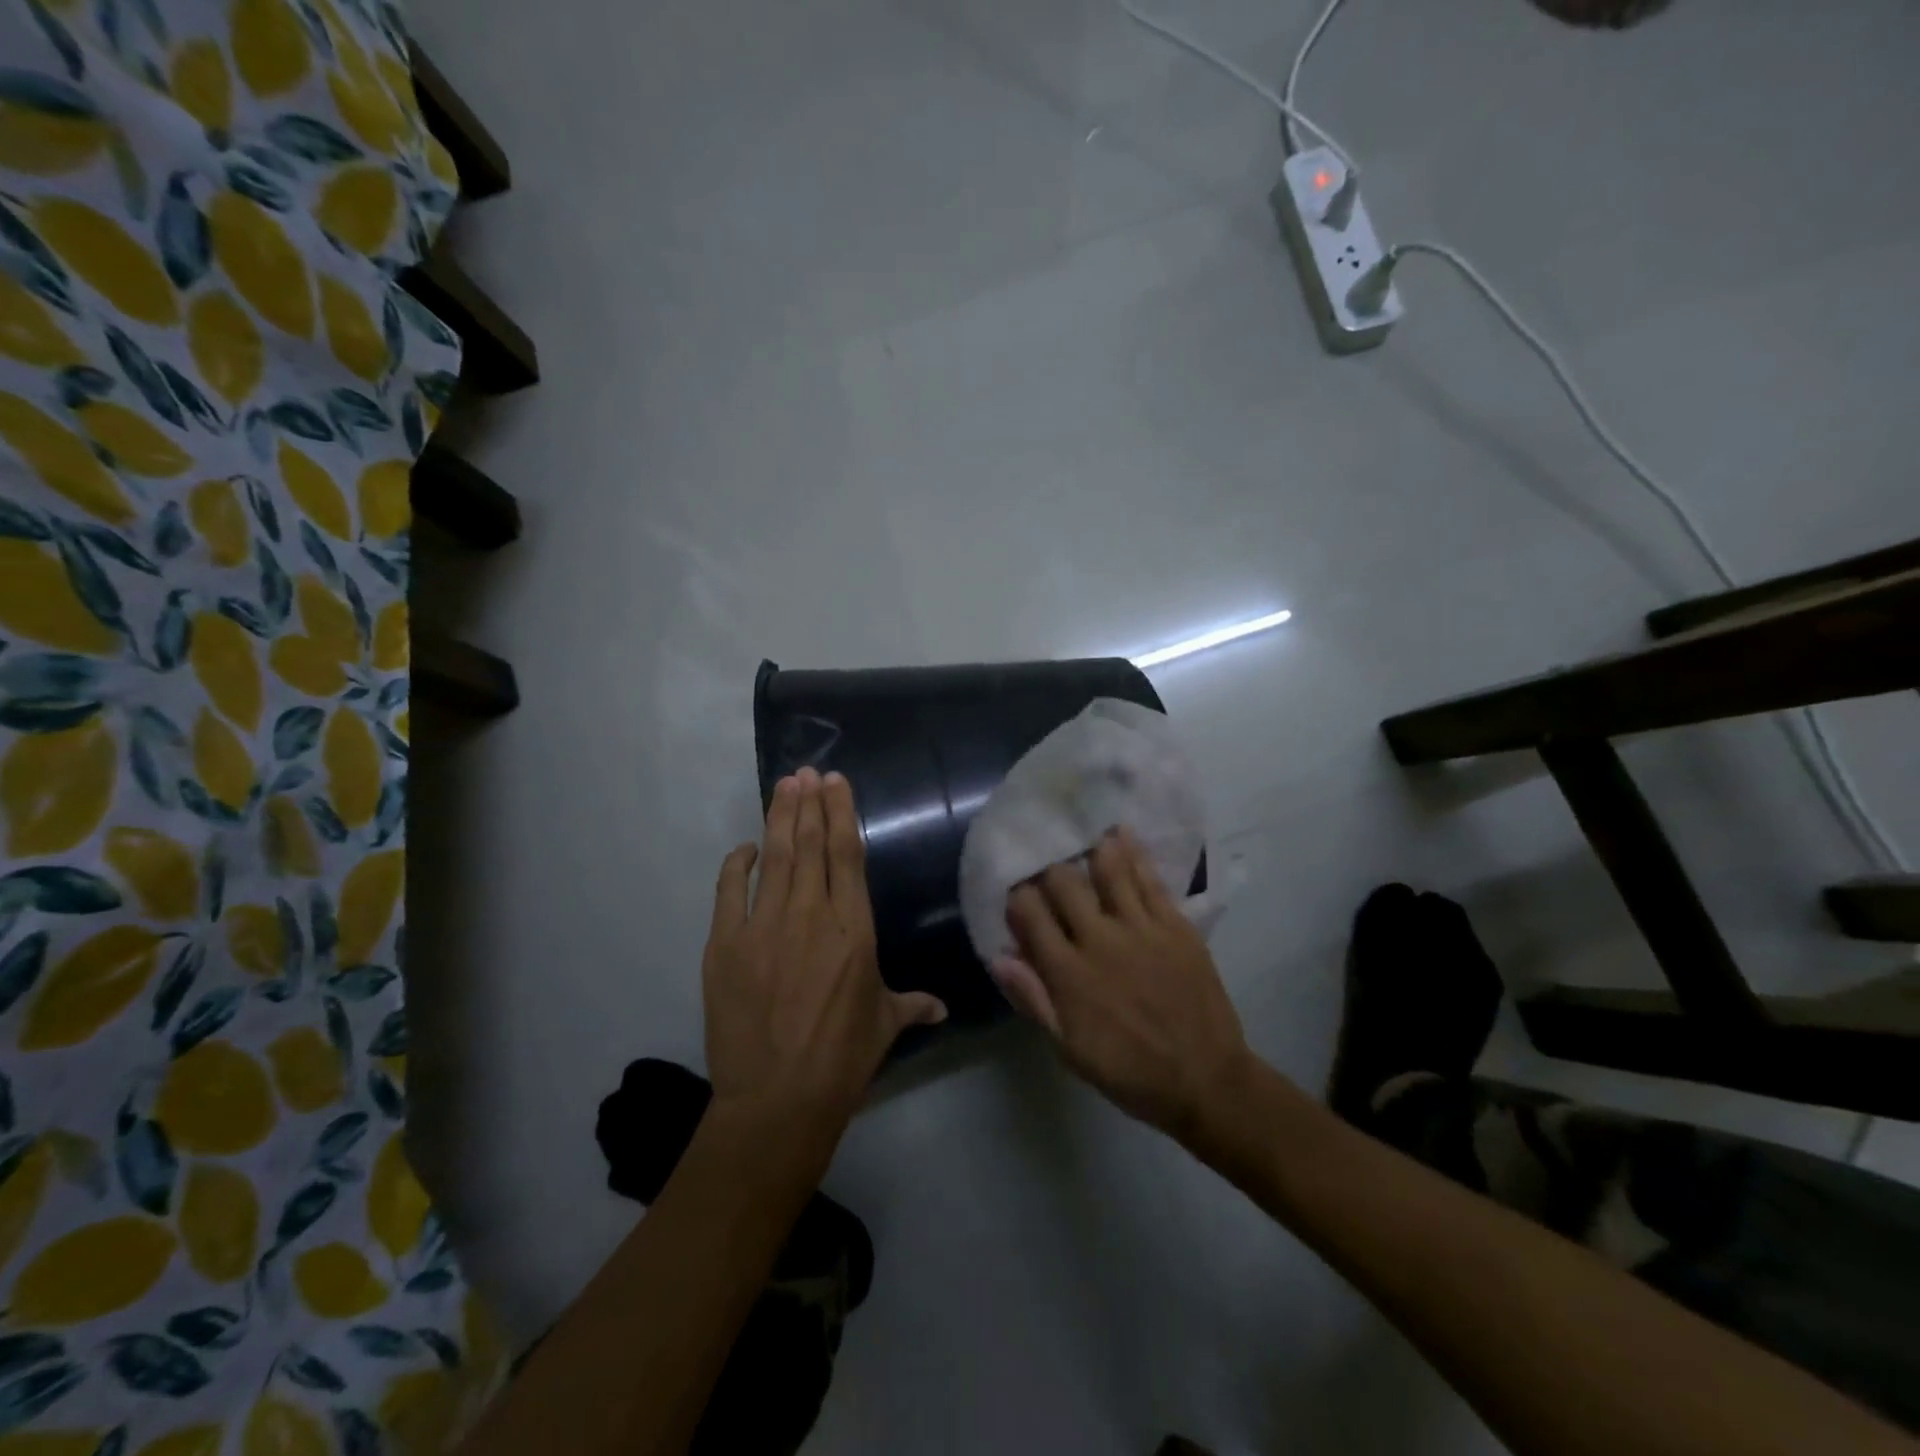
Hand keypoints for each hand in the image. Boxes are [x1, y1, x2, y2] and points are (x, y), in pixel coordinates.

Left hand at [702, 768, 946, 1138]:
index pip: (847, 855)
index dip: (841, 813)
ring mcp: (764, 926)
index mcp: (854, 928)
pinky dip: (737, 864)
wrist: (777, 1099)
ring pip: (775, 856)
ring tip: (783, 786)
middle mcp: (811, 915)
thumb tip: (941, 1008)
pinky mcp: (725, 944)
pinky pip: (730, 890)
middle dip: (809, 803)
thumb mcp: (884, 1024)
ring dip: (779, 817)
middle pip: (811, 844)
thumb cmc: (842, 1058)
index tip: (835, 782)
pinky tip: (745, 847)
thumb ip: (912, 1005)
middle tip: (806, 772)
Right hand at [992, 827, 1252, 1143]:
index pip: (1030, 914)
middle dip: (1049, 872)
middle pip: (1064, 883)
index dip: (1017, 898)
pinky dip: (1134, 853)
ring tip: (1082, 837)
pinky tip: (1122, 833)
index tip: (1016, 896)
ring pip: (1108, 870)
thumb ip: (1034, 1001)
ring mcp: (1141, 928)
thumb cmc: (1130, 1071)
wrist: (1205, 1080)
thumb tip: (1000, 959)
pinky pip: (1150, 880)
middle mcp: (1100, 939)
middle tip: (1049, 873)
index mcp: (1069, 973)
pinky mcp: (1175, 924)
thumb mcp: (1070, 1050)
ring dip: (1090, 851)